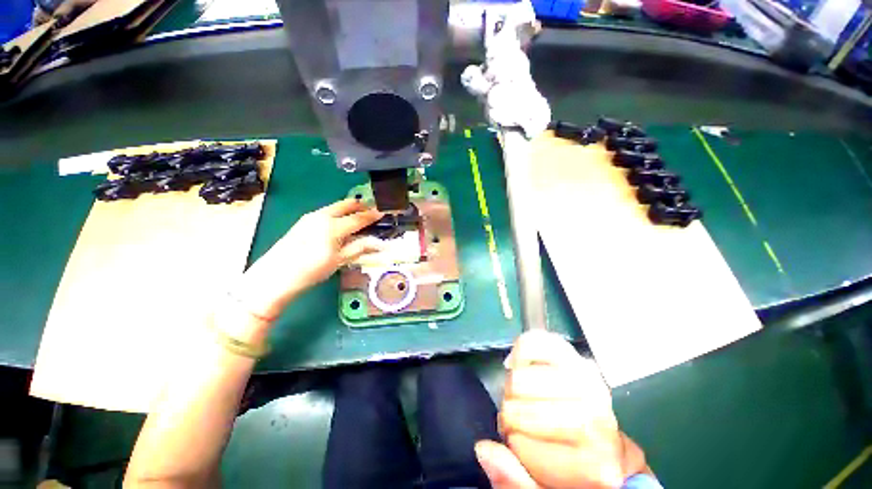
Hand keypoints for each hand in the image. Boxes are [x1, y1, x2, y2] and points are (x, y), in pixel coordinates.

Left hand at [236, 199, 383, 319]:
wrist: (276, 275)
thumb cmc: (312, 270)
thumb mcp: (339, 260)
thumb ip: (359, 247)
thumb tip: (378, 242)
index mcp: (334, 226)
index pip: (359, 218)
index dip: (372, 215)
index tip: (383, 212)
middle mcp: (323, 216)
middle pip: (346, 205)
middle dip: (360, 205)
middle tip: (371, 209)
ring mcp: (311, 217)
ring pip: (335, 207)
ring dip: (349, 208)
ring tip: (358, 214)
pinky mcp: (303, 221)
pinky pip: (326, 212)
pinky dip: (337, 213)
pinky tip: (339, 221)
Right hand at [475, 331, 646, 488]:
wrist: (605, 446)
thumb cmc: (574, 473)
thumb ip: (517, 483)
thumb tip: (484, 448)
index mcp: (591, 465)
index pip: (519, 442)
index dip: (514, 444)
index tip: (524, 447)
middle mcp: (596, 421)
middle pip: (516, 407)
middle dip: (513, 413)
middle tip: (527, 420)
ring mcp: (590, 385)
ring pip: (519, 376)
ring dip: (514, 386)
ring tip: (528, 396)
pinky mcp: (581, 359)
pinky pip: (538, 342)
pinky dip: (522, 350)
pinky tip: (523, 363)